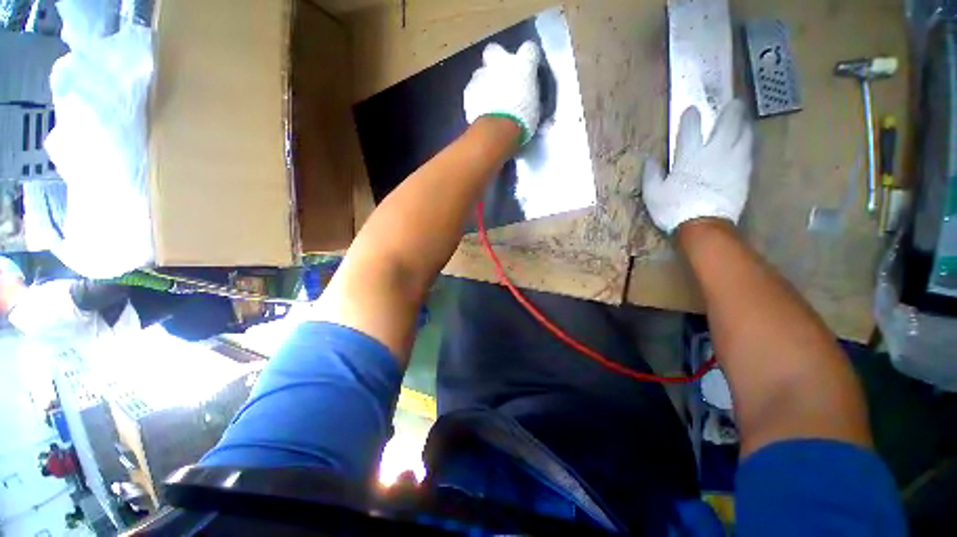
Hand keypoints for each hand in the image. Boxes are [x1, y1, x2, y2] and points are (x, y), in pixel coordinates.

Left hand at [464, 41, 541, 145]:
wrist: (498, 129)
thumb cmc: (523, 119)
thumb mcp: (535, 107)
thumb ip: (530, 93)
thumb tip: (529, 93)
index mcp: (522, 64)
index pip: (529, 49)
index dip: (528, 58)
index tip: (528, 69)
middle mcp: (501, 63)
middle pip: (494, 50)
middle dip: (496, 60)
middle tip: (500, 77)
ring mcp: (482, 75)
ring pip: (480, 72)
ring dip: (484, 83)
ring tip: (488, 101)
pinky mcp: (468, 91)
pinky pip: (472, 91)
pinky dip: (475, 99)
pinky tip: (479, 111)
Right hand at [642, 99, 753, 233]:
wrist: (704, 225)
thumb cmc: (674, 209)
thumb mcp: (653, 194)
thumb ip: (651, 174)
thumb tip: (649, 159)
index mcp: (689, 156)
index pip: (690, 129)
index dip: (691, 117)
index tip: (692, 110)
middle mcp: (714, 152)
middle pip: (727, 124)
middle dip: (730, 111)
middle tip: (734, 103)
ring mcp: (733, 161)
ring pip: (744, 135)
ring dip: (744, 124)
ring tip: (744, 119)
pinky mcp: (744, 173)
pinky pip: (749, 151)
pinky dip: (748, 142)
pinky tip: (748, 141)